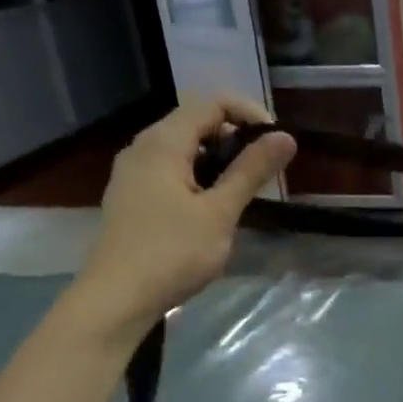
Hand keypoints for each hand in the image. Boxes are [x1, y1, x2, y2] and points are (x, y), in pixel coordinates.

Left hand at [65, 95, 294, 341]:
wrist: (116, 298)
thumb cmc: (172, 252)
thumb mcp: (220, 212)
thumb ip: (251, 170)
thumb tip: (286, 137)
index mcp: (163, 143)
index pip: (212, 103)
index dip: (250, 114)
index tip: (277, 144)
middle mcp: (143, 147)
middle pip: (196, 121)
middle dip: (237, 137)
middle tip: (266, 169)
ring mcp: (133, 172)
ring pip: (184, 147)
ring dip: (219, 158)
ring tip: (245, 188)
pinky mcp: (132, 195)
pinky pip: (171, 168)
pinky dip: (199, 174)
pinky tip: (213, 205)